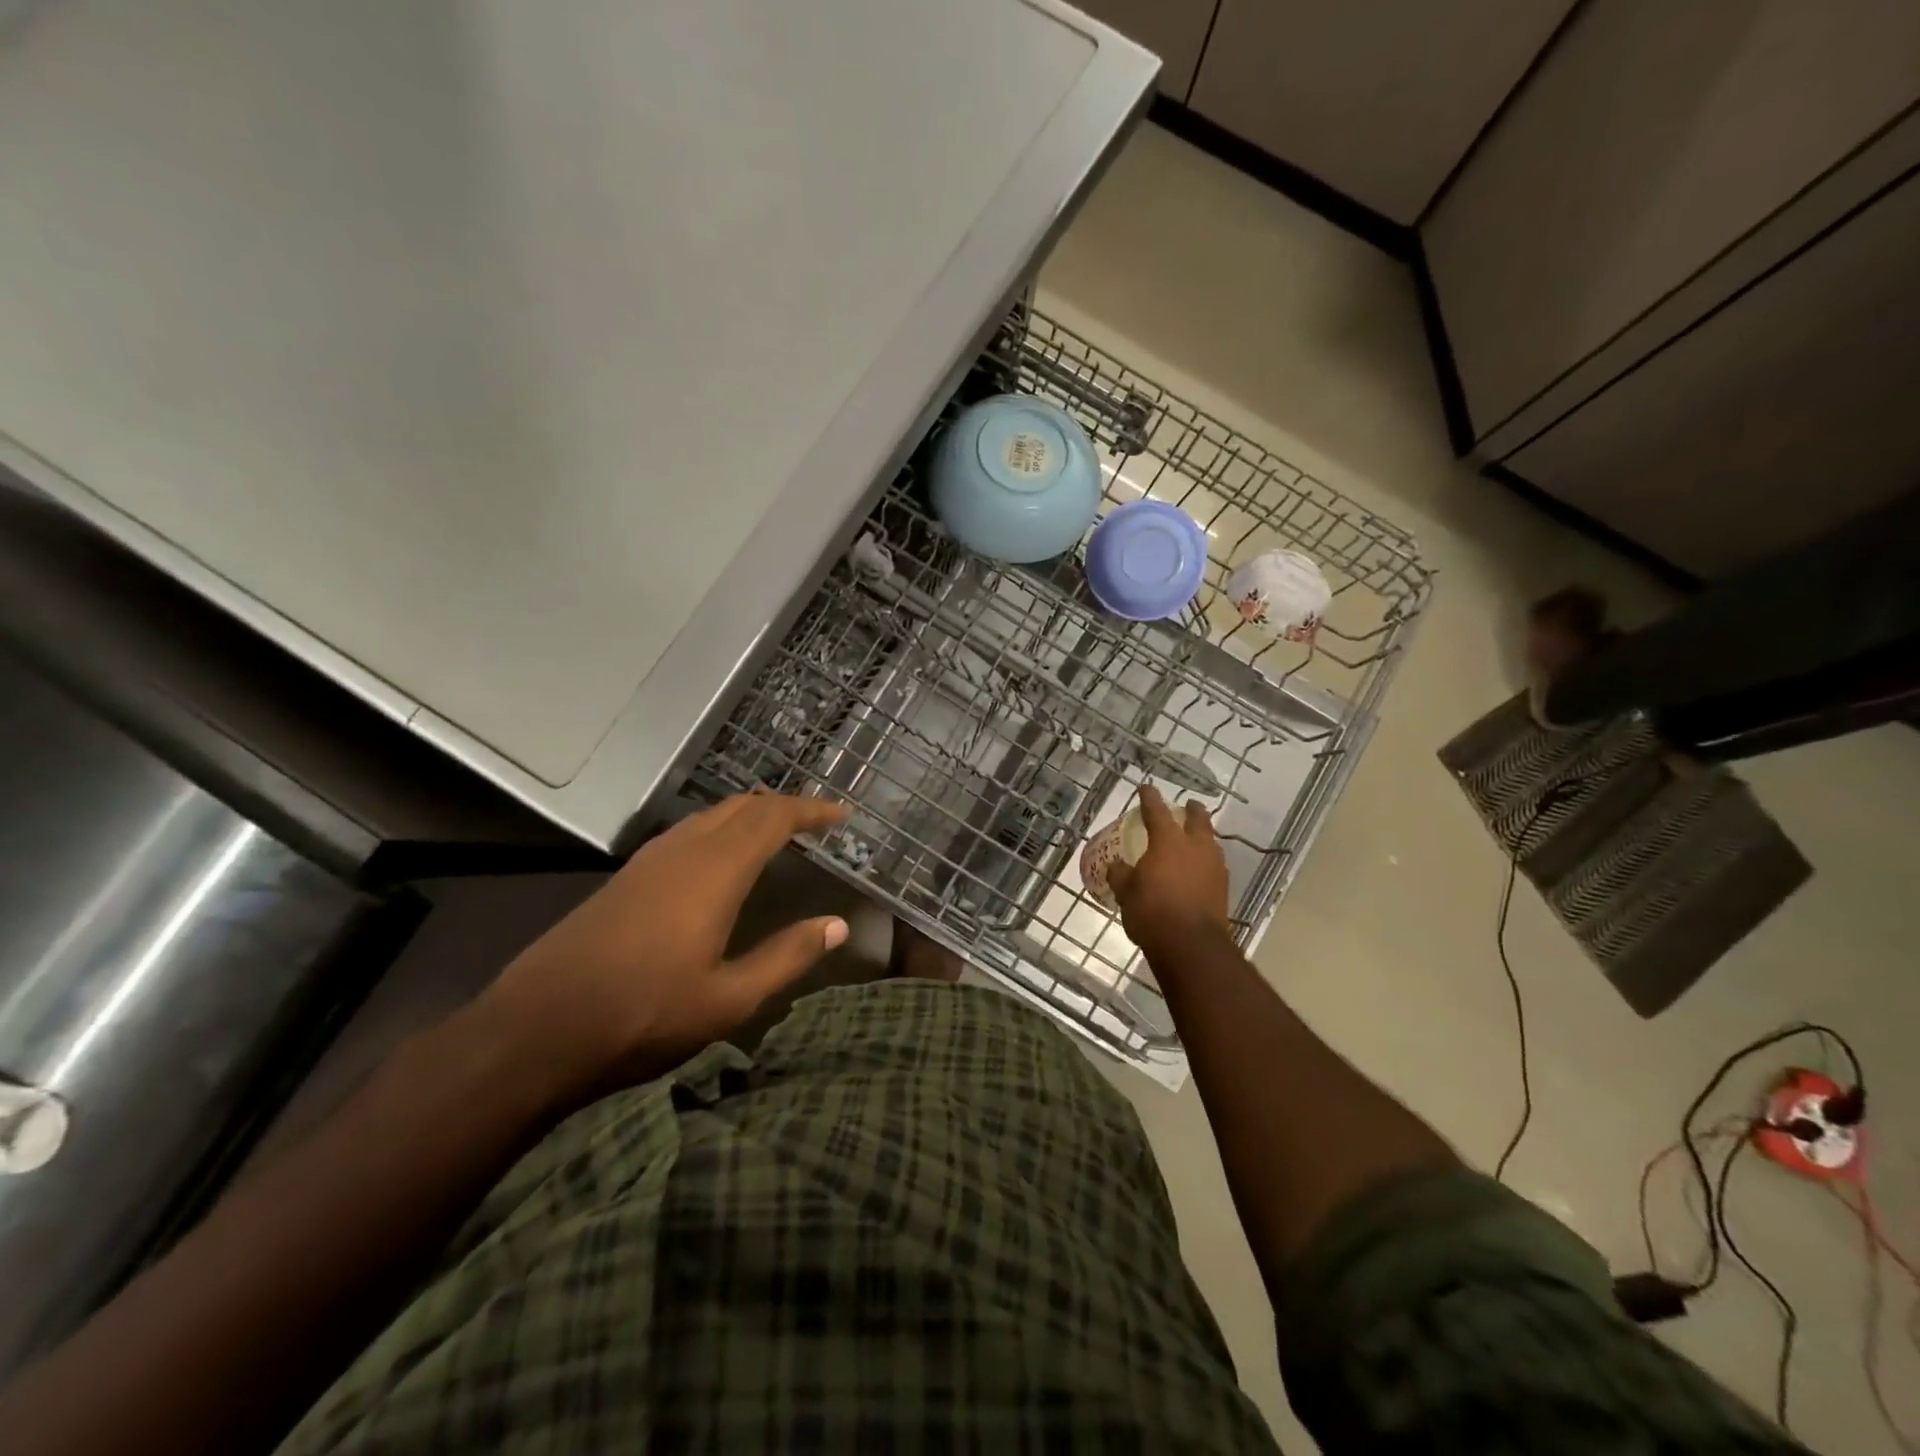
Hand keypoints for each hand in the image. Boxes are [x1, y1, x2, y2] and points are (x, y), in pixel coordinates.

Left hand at [473, 792, 850, 1103]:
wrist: (535, 1030)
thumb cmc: (642, 1015)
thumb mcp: (728, 999)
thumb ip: (787, 956)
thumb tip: (838, 925)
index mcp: (714, 871)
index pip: (772, 818)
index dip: (810, 810)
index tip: (841, 814)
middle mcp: (683, 851)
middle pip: (742, 807)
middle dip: (784, 806)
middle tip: (816, 821)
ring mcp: (649, 861)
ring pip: (710, 816)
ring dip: (750, 815)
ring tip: (778, 834)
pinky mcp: (627, 877)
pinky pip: (687, 833)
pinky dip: (720, 830)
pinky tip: (722, 860)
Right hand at [1107, 785, 1230, 961]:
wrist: (1191, 946)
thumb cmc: (1153, 912)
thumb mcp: (1126, 892)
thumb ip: (1121, 874)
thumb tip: (1117, 866)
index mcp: (1168, 841)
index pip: (1156, 811)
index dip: (1149, 798)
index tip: (1146, 788)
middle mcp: (1196, 847)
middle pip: (1198, 819)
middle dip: (1191, 810)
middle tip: (1186, 806)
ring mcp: (1214, 867)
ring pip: (1210, 842)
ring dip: (1202, 836)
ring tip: (1193, 839)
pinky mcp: (1223, 889)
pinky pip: (1213, 865)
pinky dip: (1204, 862)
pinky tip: (1197, 870)